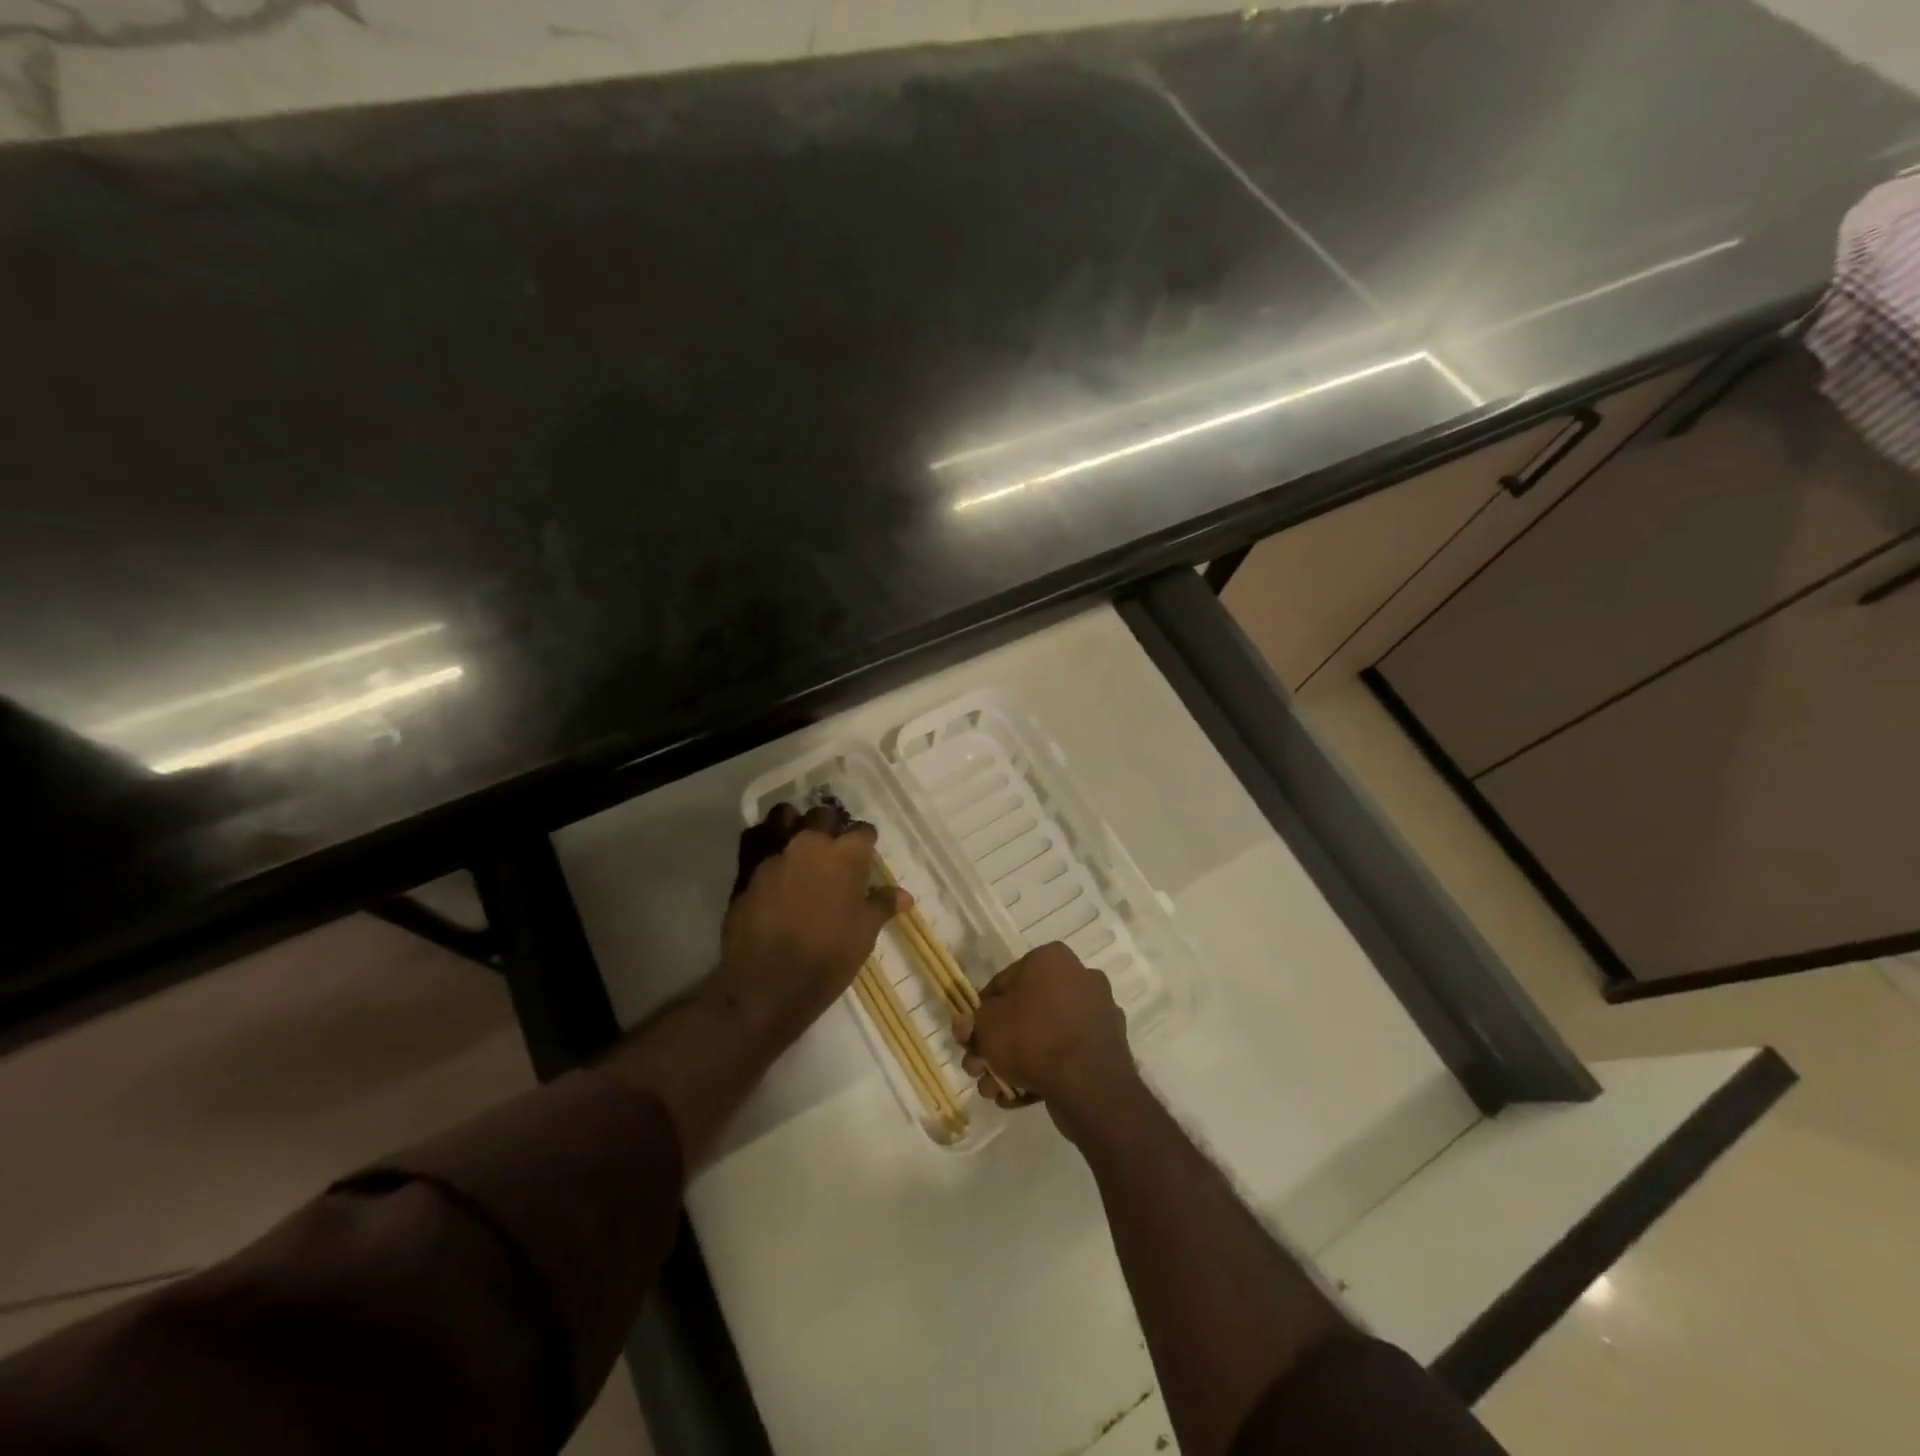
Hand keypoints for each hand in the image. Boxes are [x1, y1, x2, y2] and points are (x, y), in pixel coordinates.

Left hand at [714, 803, 907, 1052]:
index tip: (866, 855)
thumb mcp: (864, 934)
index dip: (866, 842)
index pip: (863, 831)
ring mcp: (775, 852)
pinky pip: (755, 837)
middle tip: (834, 849)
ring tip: (799, 843)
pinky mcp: (746, 867)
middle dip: (831, 826)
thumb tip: (904, 895)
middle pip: (824, 815)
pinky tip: (771, 856)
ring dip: (794, 823)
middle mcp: (810, 844)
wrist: (766, 985)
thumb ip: (881, 905)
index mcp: (845, 856)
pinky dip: (764, 839)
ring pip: (785, 816)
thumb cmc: (826, 959)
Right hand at [953, 942, 1137, 1133]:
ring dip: (1014, 1063)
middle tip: (978, 1070)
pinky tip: (1019, 1096)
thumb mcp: (987, 1025)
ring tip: (994, 1091)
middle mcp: (1079, 978)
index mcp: (1051, 959)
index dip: (980, 1014)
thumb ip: (973, 1023)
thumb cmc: (1032, 1038)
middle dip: (997, 1045)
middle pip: (1024, 1012)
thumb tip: (968, 1026)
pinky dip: (1042, 1072)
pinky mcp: (1106, 1047)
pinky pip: (1065, 1055)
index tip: (970, 1040)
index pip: (1002, 983)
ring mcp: (1096, 1014)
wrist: (1090, 1086)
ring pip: (1043, 1037)